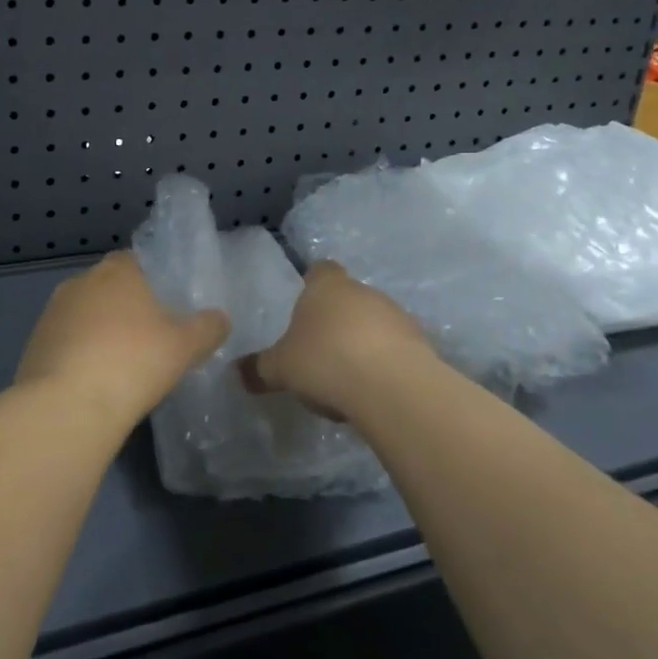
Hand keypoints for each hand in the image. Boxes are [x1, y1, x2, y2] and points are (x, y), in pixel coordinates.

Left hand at [15, 252, 229, 426]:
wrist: (68, 405)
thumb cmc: (134, 362)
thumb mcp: (186, 346)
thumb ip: (208, 328)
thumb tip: (220, 318)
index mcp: (117, 271)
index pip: (136, 261)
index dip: (152, 281)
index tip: (166, 306)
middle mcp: (80, 282)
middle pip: (108, 288)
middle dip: (125, 307)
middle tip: (149, 338)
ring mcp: (52, 312)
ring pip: (84, 315)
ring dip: (99, 332)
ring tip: (121, 365)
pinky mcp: (34, 344)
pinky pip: (65, 342)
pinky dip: (79, 355)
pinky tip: (93, 382)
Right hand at [240, 261, 437, 420]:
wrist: (393, 387)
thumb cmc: (325, 361)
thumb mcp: (281, 369)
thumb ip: (259, 368)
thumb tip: (236, 371)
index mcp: (327, 287)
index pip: (320, 270)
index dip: (313, 282)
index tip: (305, 302)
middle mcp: (364, 292)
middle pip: (349, 297)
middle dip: (337, 319)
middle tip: (319, 348)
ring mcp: (397, 316)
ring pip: (375, 322)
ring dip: (363, 341)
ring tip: (347, 374)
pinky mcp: (421, 345)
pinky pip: (396, 348)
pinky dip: (384, 362)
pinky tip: (372, 389)